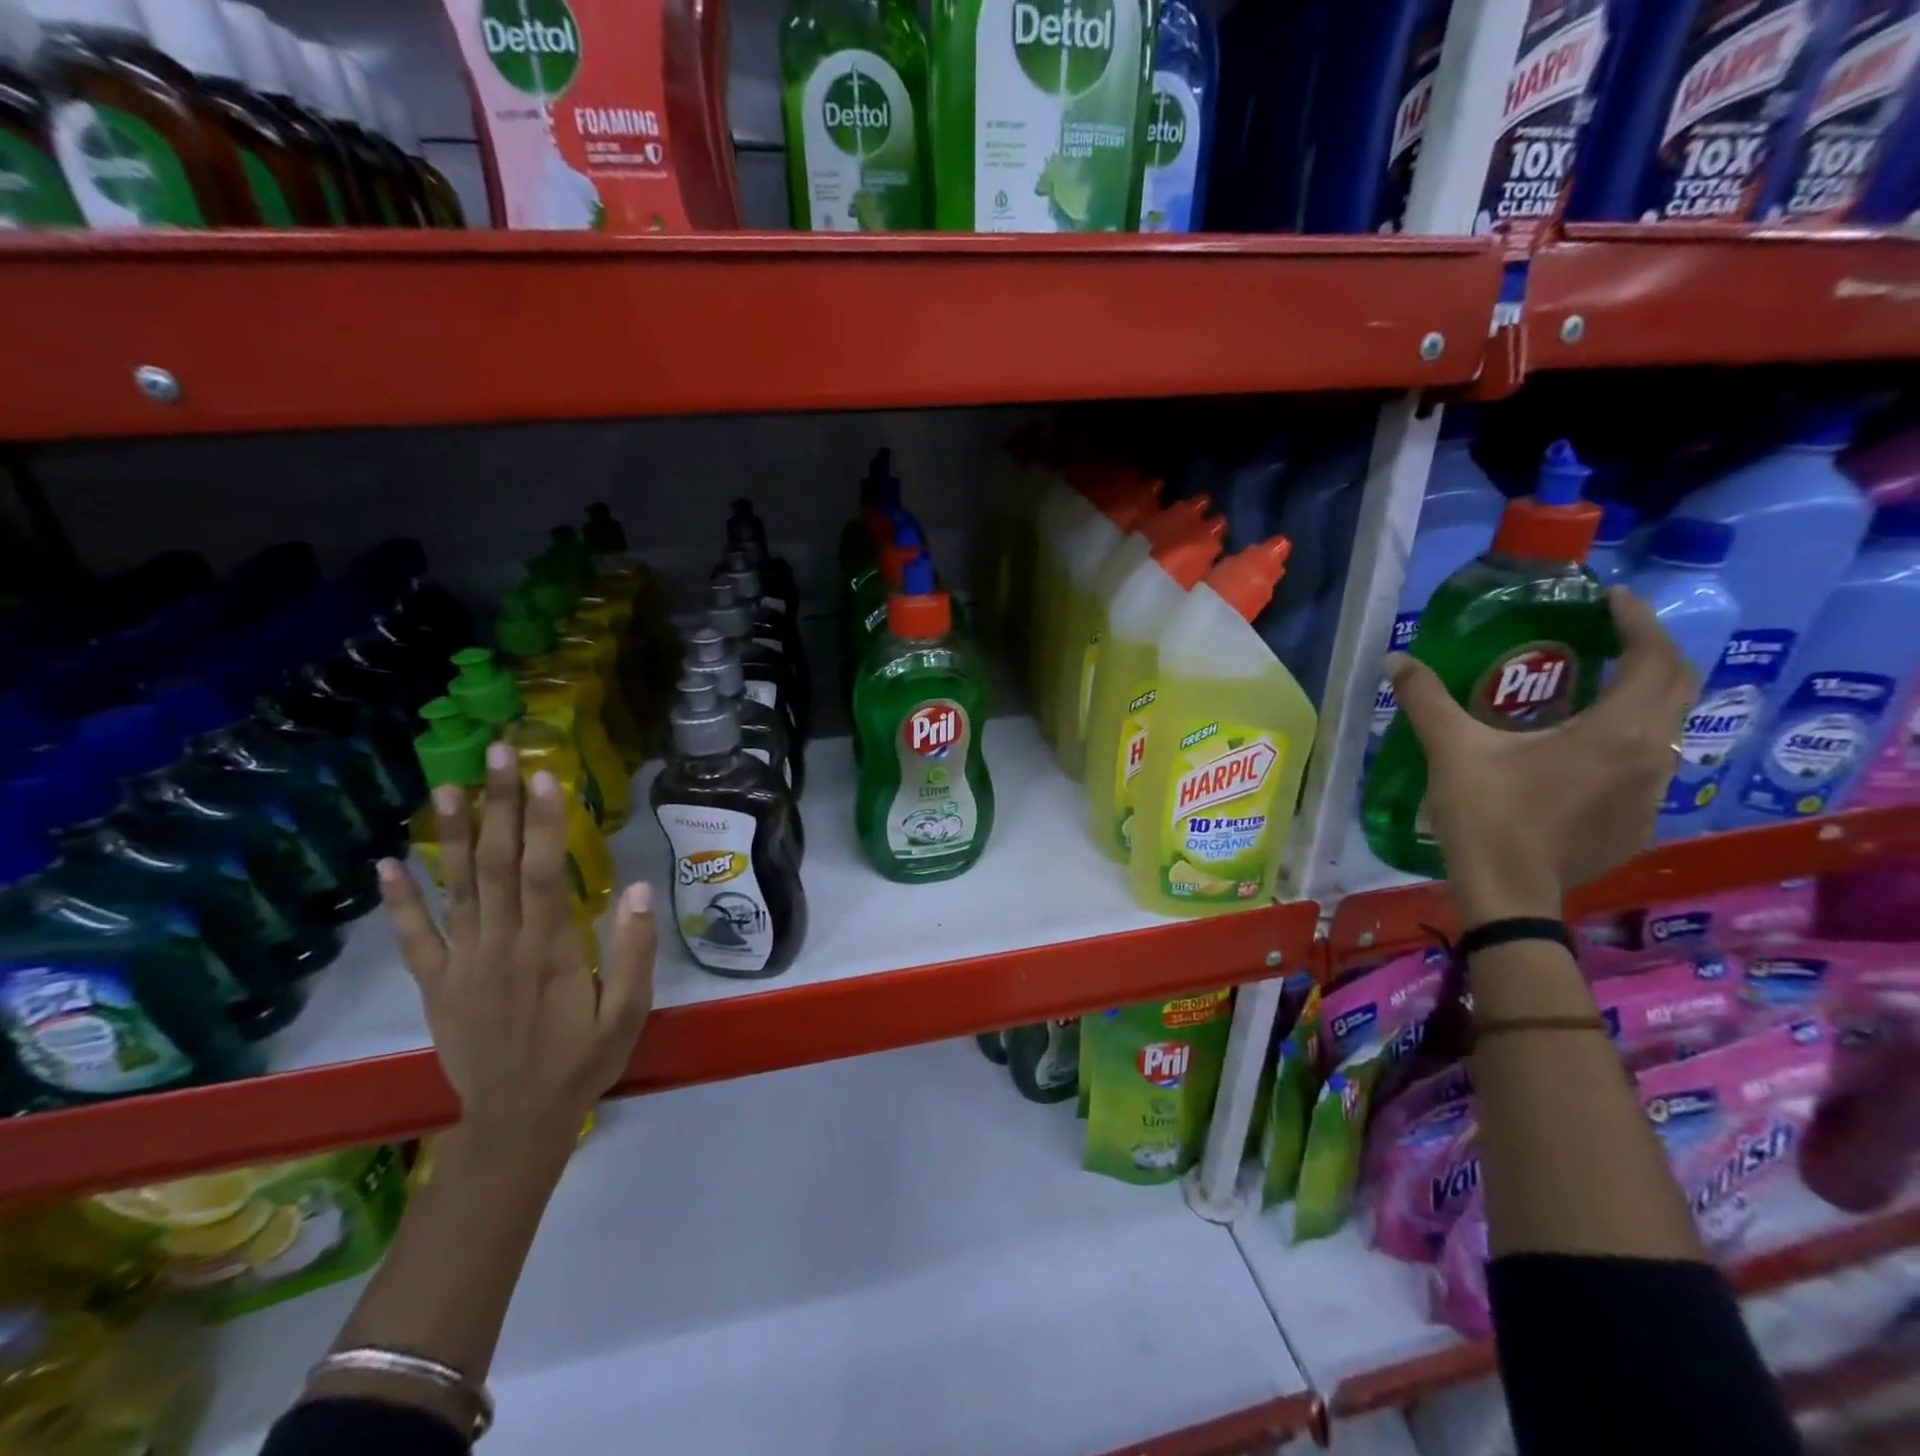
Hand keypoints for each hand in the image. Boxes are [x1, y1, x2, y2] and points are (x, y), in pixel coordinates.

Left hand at [378, 741, 656, 1148]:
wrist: (518, 1121)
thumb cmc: (584, 1060)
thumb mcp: (629, 1012)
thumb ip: (635, 951)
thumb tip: (641, 889)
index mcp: (550, 951)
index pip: (543, 873)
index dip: (543, 822)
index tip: (544, 774)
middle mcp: (500, 947)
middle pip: (497, 866)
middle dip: (500, 806)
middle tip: (499, 754)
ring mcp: (462, 965)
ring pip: (456, 889)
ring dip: (452, 836)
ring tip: (448, 787)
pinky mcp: (438, 985)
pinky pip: (415, 939)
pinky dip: (400, 901)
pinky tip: (387, 864)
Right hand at [1387, 588, 1697, 927]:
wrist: (1509, 892)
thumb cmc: (1488, 815)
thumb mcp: (1452, 750)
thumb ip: (1426, 699)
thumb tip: (1396, 660)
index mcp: (1616, 732)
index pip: (1654, 659)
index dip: (1639, 622)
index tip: (1611, 600)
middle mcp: (1650, 756)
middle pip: (1677, 687)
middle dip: (1650, 654)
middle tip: (1609, 638)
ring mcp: (1651, 794)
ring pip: (1666, 729)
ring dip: (1642, 699)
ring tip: (1595, 690)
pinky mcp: (1638, 823)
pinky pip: (1647, 765)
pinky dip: (1627, 740)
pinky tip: (1582, 752)